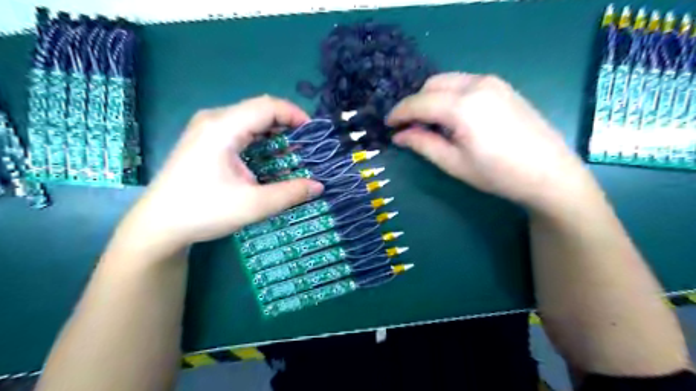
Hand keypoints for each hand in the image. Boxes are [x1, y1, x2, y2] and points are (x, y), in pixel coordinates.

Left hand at [111, 97, 323, 256]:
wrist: (159, 225)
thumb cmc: (204, 211)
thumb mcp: (254, 205)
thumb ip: (290, 193)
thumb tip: (319, 186)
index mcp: (223, 128)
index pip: (267, 106)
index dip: (295, 115)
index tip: (314, 134)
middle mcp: (213, 120)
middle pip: (259, 109)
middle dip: (287, 124)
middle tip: (307, 146)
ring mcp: (206, 128)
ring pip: (249, 119)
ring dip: (274, 132)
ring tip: (293, 151)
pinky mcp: (204, 140)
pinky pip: (239, 129)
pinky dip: (260, 139)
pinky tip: (269, 156)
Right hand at [389, 73, 594, 213]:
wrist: (549, 173)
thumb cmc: (497, 174)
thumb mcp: (454, 163)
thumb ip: (423, 144)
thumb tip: (399, 135)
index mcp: (462, 105)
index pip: (419, 102)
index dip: (399, 113)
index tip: (388, 125)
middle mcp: (476, 84)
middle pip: (432, 85)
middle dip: (416, 104)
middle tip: (410, 127)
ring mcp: (492, 82)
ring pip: (448, 81)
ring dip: (432, 98)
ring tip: (430, 123)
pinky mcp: (502, 86)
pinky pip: (465, 83)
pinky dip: (450, 95)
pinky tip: (453, 116)